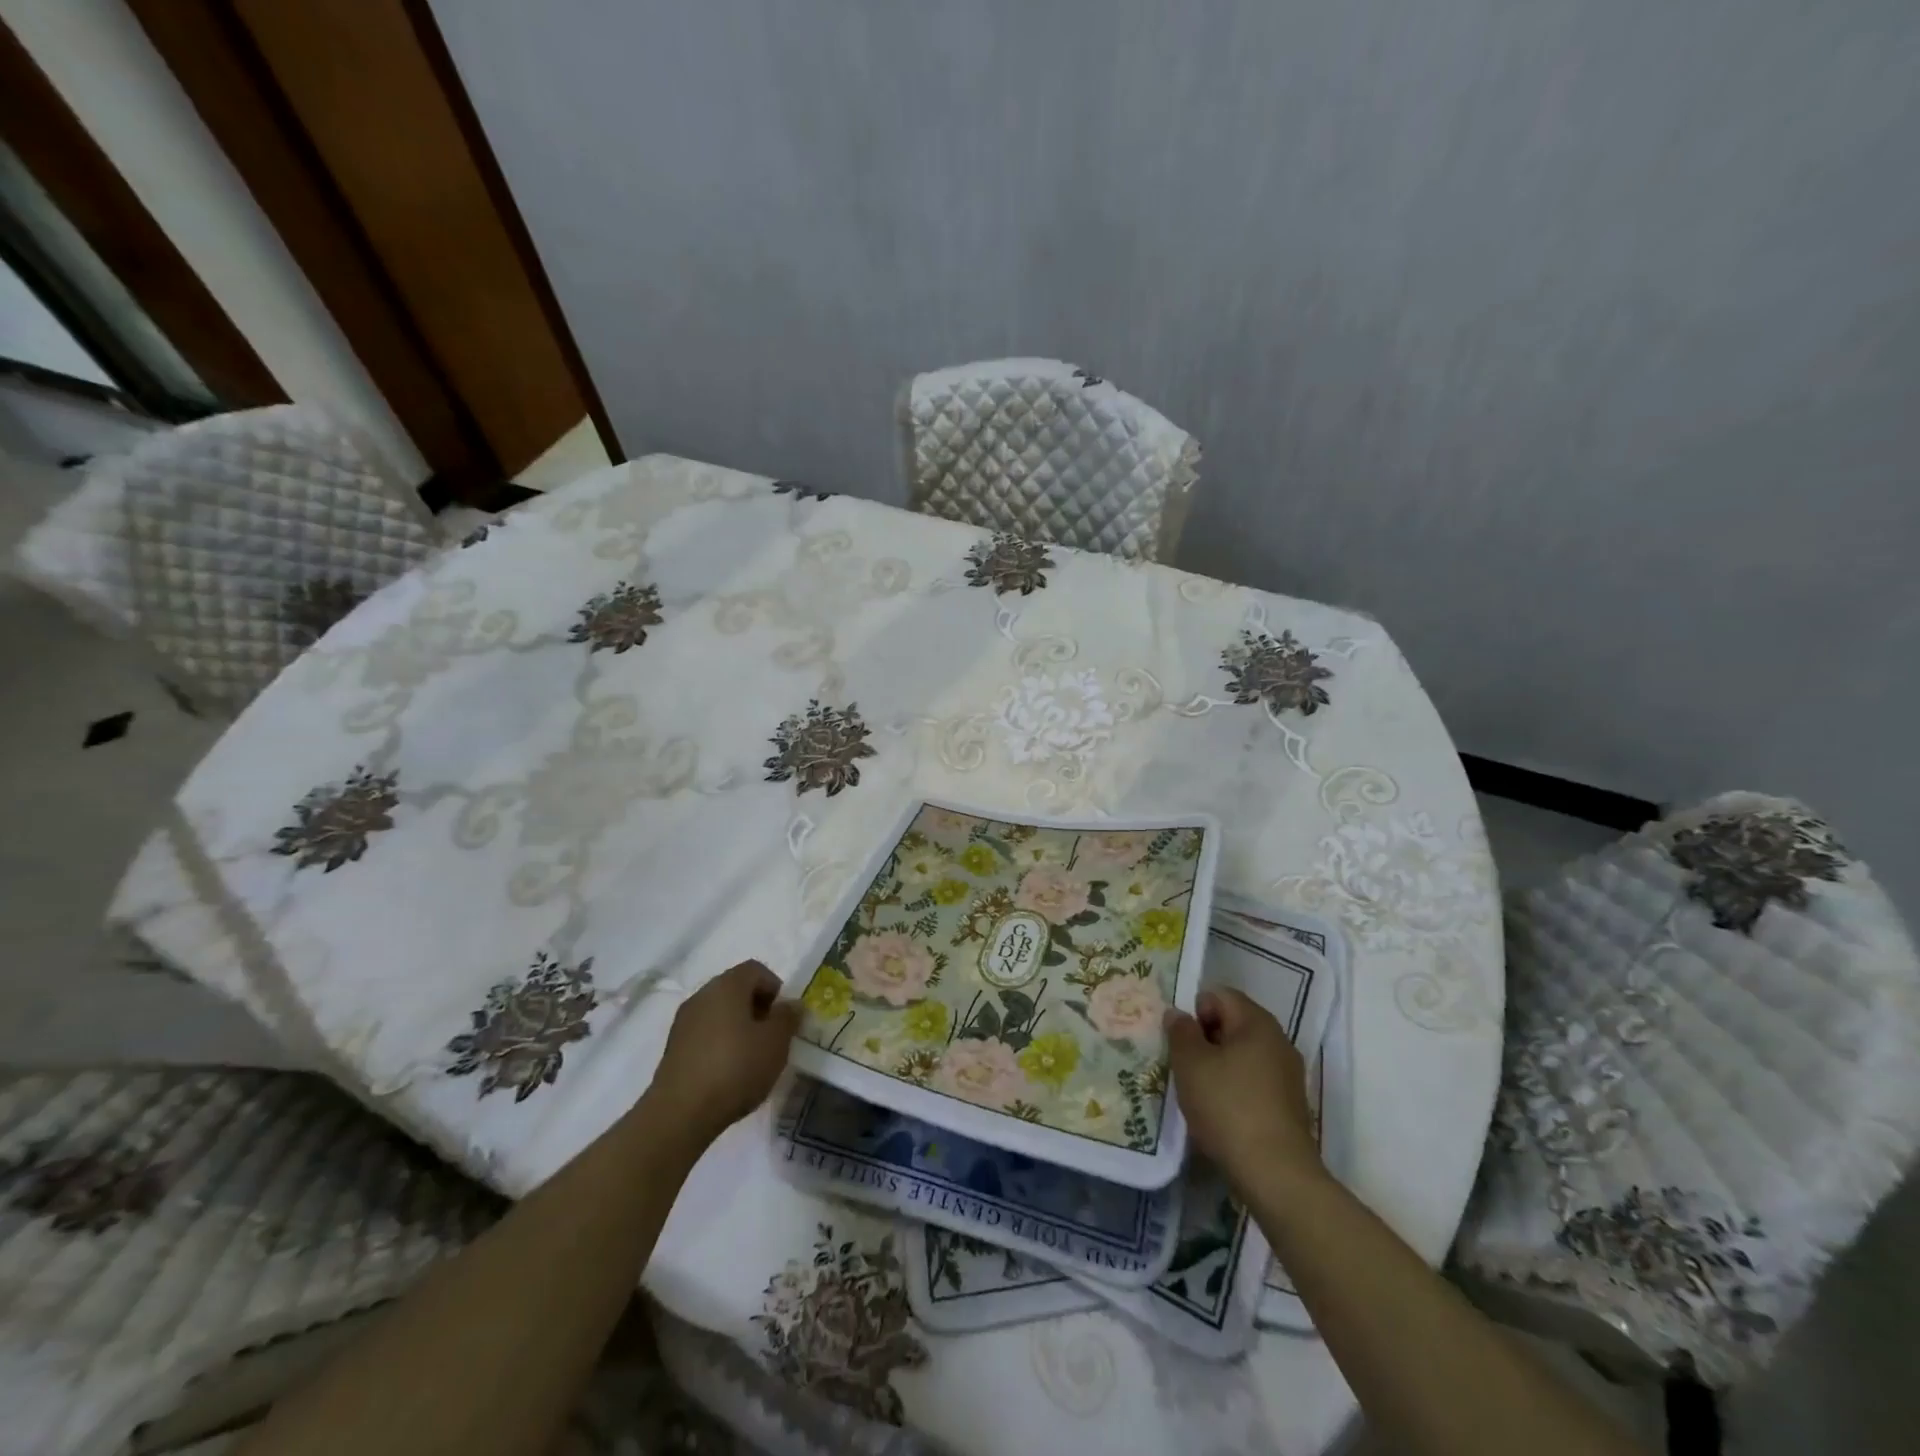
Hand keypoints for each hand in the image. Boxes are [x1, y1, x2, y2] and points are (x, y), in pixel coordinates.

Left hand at [649, 960, 799, 1144]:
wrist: (680, 1113)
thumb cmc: (735, 1068)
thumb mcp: (776, 1042)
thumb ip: (788, 1018)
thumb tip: (792, 1004)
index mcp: (727, 985)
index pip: (756, 970)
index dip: (775, 988)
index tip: (783, 1017)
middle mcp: (702, 995)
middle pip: (736, 989)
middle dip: (757, 1008)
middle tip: (772, 1036)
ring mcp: (684, 1022)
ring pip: (719, 1013)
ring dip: (738, 1027)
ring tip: (752, 1057)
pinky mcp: (673, 1049)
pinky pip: (705, 1034)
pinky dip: (720, 1043)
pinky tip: (729, 1072)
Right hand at [1165, 988, 1322, 1194]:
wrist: (1276, 1175)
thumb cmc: (1228, 1107)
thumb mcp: (1190, 1064)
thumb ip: (1181, 1031)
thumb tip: (1178, 1014)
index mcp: (1257, 1022)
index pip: (1220, 995)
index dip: (1195, 1011)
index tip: (1181, 1041)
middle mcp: (1278, 1041)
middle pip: (1233, 1024)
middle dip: (1205, 1039)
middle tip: (1183, 1065)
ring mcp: (1288, 1075)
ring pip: (1243, 1055)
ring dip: (1218, 1066)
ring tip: (1198, 1091)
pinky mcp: (1290, 1106)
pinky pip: (1254, 1081)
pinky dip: (1235, 1089)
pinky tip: (1220, 1113)